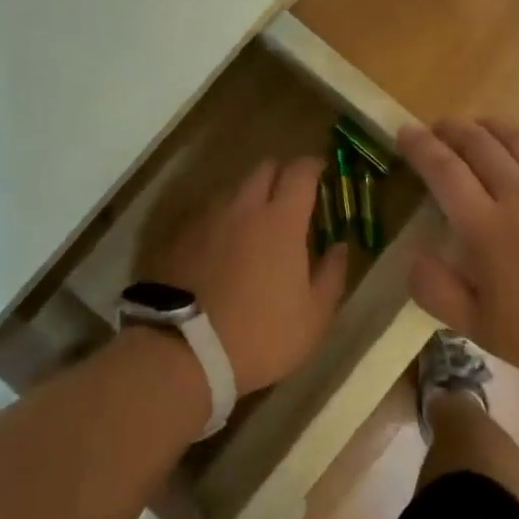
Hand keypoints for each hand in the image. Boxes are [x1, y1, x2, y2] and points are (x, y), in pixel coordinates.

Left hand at [149, 158, 348, 394]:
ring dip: (250, 197)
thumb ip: (332, 275)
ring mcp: (206, 219)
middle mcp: (242, 207)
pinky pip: (207, 214)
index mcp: (281, 220)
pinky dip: (222, 220)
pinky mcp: (178, 237)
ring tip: (256, 224)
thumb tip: (340, 246)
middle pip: (264, 168)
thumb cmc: (260, 335)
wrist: (182, 353)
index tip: (322, 172)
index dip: (314, 165)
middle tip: (292, 197)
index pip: (300, 171)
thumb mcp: (313, 317)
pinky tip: (224, 246)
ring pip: (233, 190)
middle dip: (282, 174)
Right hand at [397, 114, 518, 396]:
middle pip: (478, 145)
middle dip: (451, 129)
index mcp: (487, 228)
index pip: (444, 172)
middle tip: (437, 128)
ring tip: (476, 124)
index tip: (404, 132)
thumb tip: (412, 256)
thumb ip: (438, 292)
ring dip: (491, 125)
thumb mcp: (481, 330)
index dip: (420, 147)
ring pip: (518, 138)